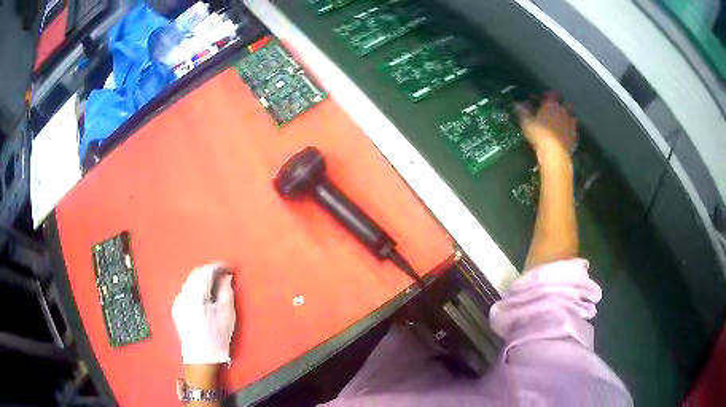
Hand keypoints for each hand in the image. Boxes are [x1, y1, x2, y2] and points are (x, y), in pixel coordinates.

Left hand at [172, 263, 235, 364]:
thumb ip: (226, 291)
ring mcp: (178, 301)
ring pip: (190, 282)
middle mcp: (183, 294)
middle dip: (210, 272)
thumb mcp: (227, 314)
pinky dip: (196, 289)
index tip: (230, 268)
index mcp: (195, 295)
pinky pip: (186, 291)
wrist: (201, 357)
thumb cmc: (217, 336)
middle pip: (196, 274)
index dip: (219, 267)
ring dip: (202, 280)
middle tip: (224, 277)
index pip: (206, 271)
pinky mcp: (176, 308)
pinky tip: (204, 298)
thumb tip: (226, 277)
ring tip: (215, 287)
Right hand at [516, 95, 576, 165]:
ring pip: (572, 117)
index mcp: (552, 105)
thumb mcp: (526, 122)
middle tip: (554, 110)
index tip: (542, 98)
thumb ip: (523, 112)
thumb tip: (516, 104)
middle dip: (561, 105)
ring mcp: (571, 124)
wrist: (554, 153)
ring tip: (561, 122)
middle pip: (565, 104)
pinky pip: (573, 130)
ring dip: (567, 118)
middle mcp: (564, 111)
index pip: (552, 94)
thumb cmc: (539, 134)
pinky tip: (565, 135)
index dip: (547, 95)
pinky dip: (570, 131)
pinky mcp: (574, 136)